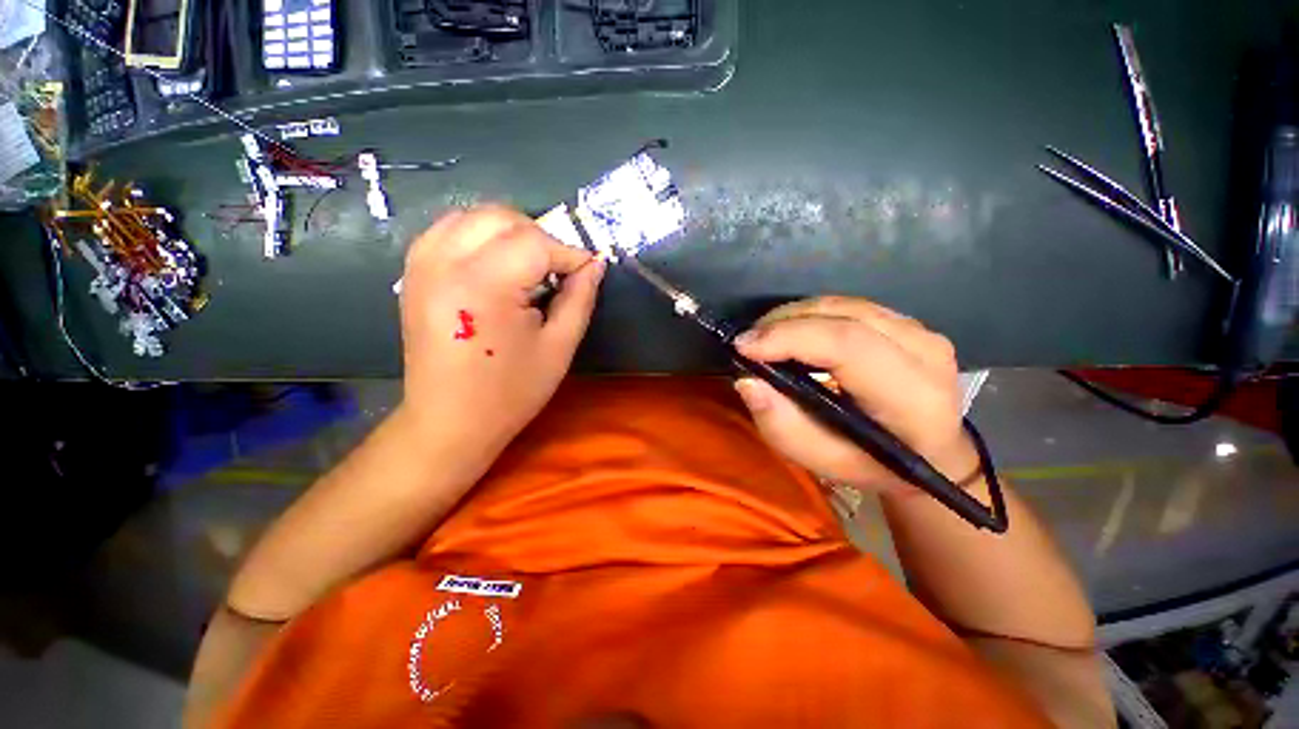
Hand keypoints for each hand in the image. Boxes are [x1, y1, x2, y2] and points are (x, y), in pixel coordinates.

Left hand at [397, 205, 604, 453]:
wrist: (449, 421)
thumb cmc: (510, 392)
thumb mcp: (558, 347)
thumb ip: (580, 299)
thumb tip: (594, 265)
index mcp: (483, 285)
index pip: (536, 243)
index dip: (570, 253)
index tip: (588, 271)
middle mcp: (445, 262)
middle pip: (503, 218)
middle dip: (541, 236)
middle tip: (559, 269)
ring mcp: (422, 264)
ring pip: (474, 215)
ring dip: (511, 231)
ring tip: (531, 265)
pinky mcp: (413, 272)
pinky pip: (450, 230)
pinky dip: (480, 235)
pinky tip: (497, 262)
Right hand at [732, 296, 978, 495]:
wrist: (931, 455)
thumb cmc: (873, 464)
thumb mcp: (822, 461)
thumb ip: (781, 424)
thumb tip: (747, 381)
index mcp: (912, 398)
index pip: (848, 346)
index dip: (790, 338)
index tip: (743, 346)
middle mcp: (925, 353)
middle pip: (843, 316)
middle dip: (783, 323)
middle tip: (747, 341)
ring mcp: (921, 331)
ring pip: (843, 304)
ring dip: (793, 315)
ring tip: (763, 336)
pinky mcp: (908, 322)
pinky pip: (848, 306)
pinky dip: (811, 315)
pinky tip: (791, 331)